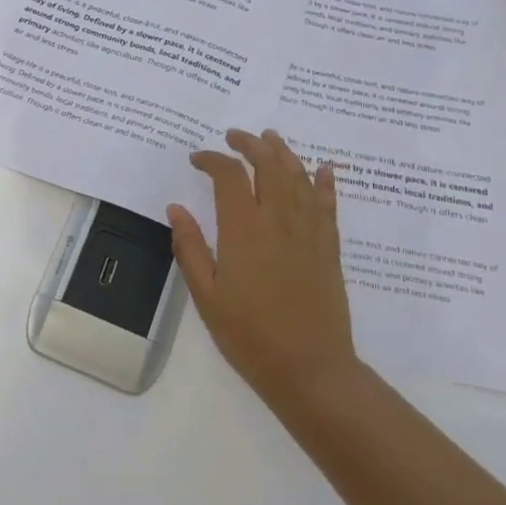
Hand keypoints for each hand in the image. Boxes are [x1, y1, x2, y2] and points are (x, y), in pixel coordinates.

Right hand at [167, 128, 357, 405]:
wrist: (310, 368)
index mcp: (243, 231)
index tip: (197, 159)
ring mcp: (308, 232)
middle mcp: (278, 221)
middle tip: (235, 136)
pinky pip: (328, 204)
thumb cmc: (249, 335)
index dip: (212, 160)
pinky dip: (324, 182)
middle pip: (268, 166)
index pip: (229, 177)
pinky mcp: (329, 247)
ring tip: (270, 138)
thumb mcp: (207, 295)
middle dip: (250, 144)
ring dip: (284, 153)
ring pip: (298, 178)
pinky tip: (321, 168)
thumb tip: (176, 208)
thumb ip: (190, 248)